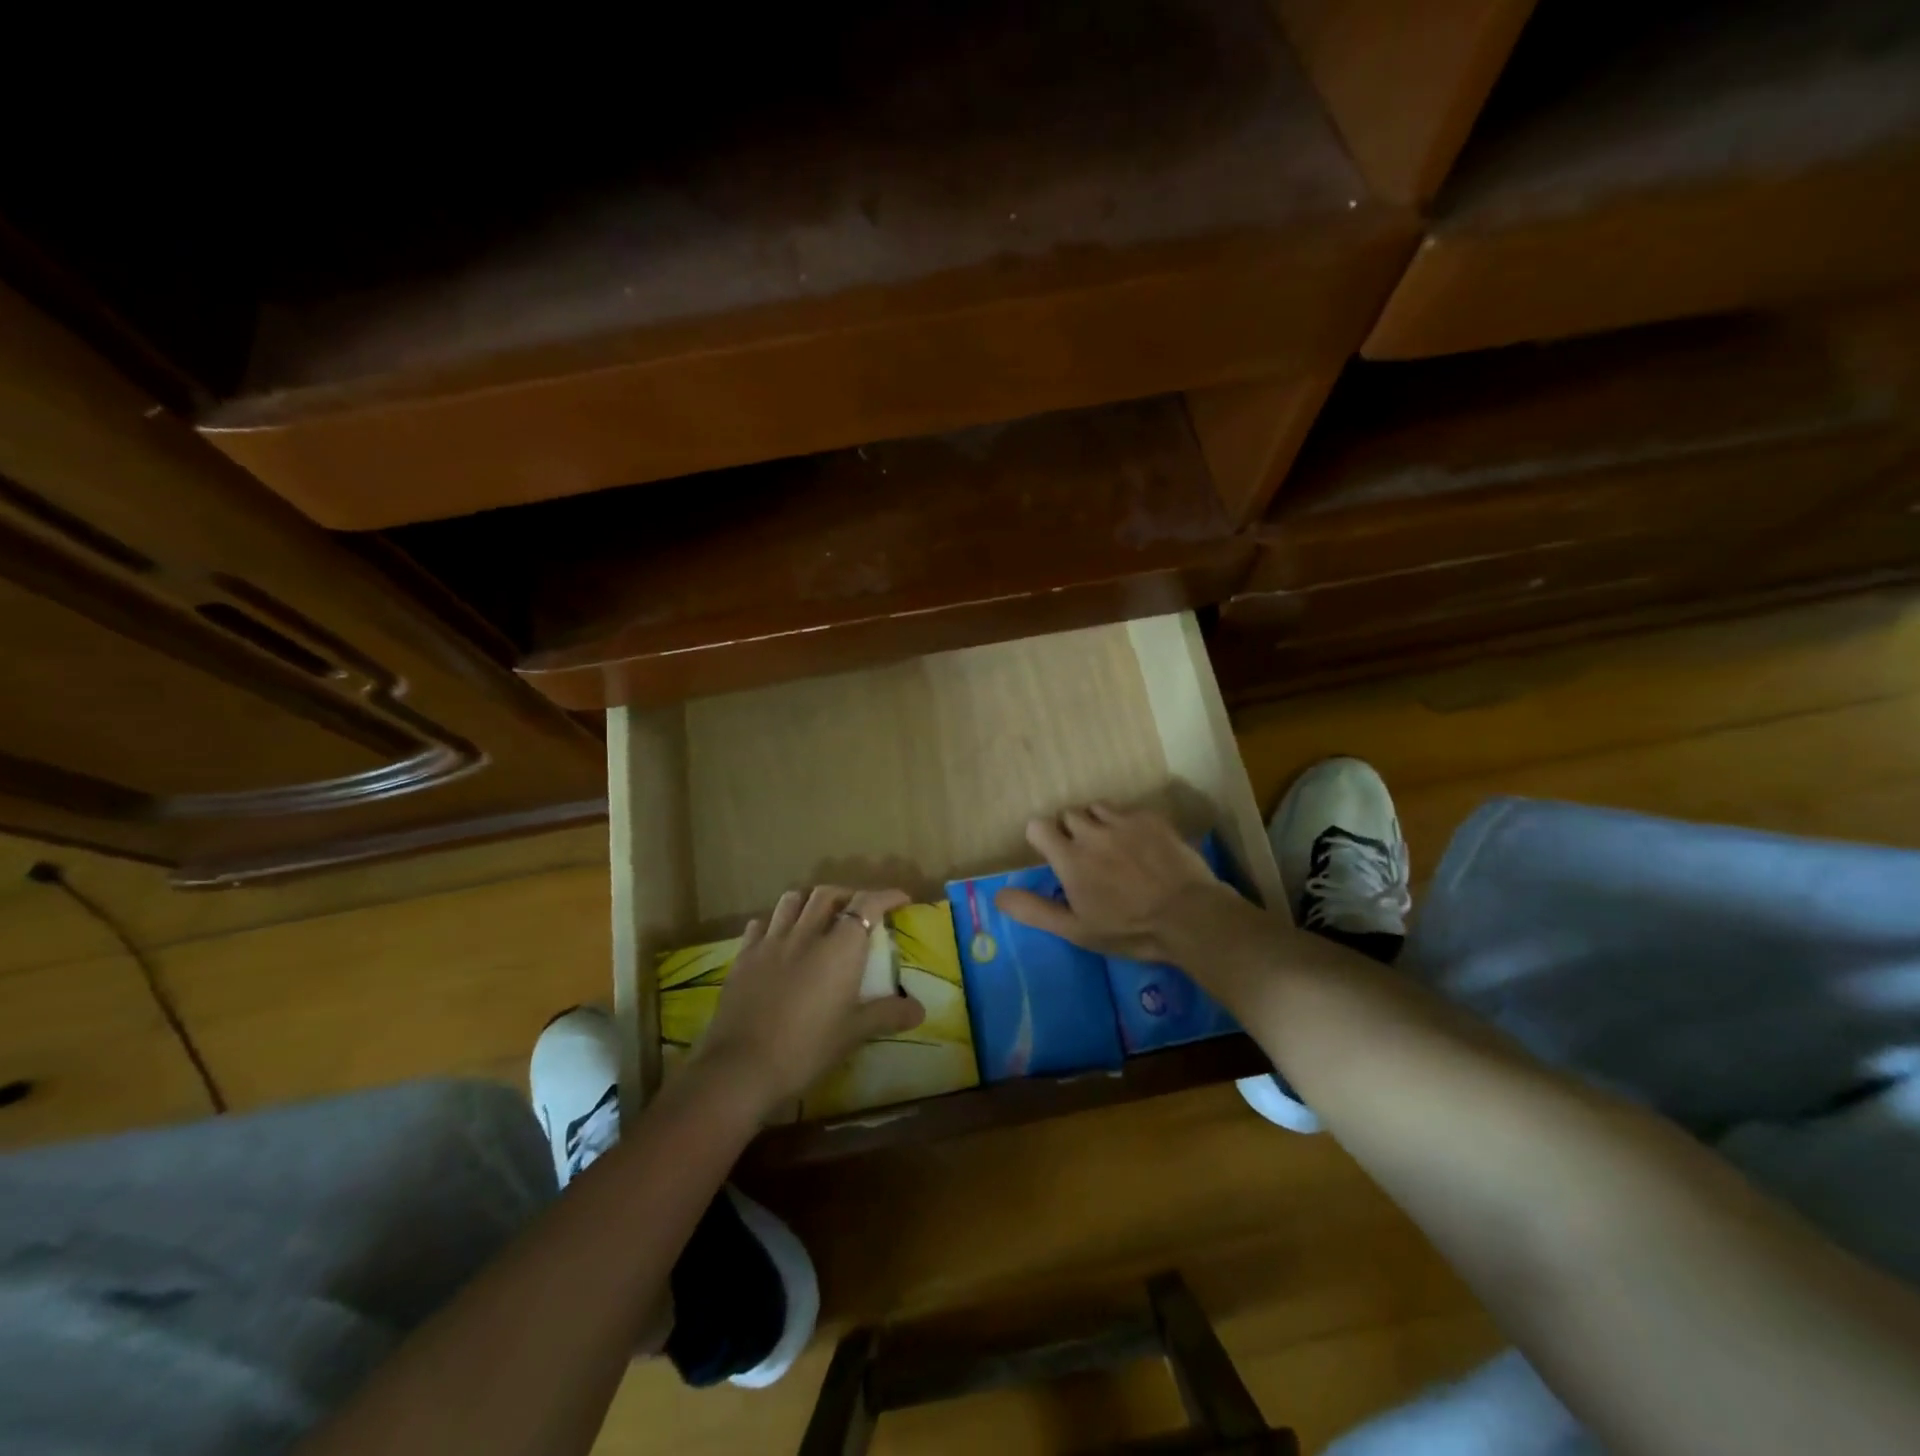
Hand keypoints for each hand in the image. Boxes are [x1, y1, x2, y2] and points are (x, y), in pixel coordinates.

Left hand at [690, 885, 926, 1113]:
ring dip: (810, 900)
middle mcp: (806, 934)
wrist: (742, 1067)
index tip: (901, 900)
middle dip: (847, 894)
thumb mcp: (853, 1033)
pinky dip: (775, 922)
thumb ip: (887, 1014)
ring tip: (818, 915)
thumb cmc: (806, 1048)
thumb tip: (920, 1010)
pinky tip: (778, 936)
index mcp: (839, 948)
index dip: (886, 896)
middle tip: (858, 910)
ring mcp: (771, 942)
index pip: (867, 905)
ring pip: (792, 900)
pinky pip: (760, 924)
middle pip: (827, 894)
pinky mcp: (744, 956)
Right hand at [995, 804, 1243, 962]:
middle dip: (1070, 831)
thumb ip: (1034, 910)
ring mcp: (1123, 821)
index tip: (1054, 856)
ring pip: (1096, 808)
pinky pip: (1127, 810)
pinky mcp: (1151, 818)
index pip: (1038, 826)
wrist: (1189, 916)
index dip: (1042, 838)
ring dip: (1097, 822)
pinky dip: (1126, 823)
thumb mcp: (1076, 929)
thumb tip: (998, 895)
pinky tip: (1140, 845)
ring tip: (1111, 847)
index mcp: (1069, 858)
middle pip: (1068, 814)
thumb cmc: (1128, 929)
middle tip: (1086, 857)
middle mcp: (1091, 831)